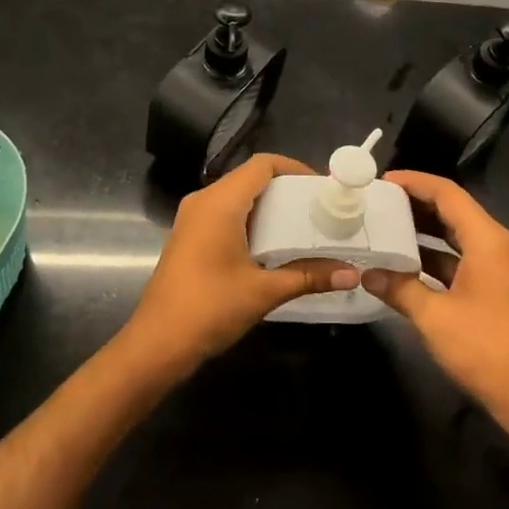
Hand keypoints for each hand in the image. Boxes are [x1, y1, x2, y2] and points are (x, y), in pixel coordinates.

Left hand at [123, 154, 357, 378]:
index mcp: (220, 202)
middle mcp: (203, 201)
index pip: (262, 165)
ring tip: (302, 225)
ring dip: (268, 206)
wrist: (157, 343)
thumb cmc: (210, 308)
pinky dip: (250, 219)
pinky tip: (271, 245)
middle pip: (249, 178)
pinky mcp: (188, 236)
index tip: (321, 188)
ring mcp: (192, 218)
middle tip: (318, 208)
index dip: (294, 168)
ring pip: (236, 196)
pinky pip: (223, 213)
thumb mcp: (264, 292)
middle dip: (285, 189)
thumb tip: (351, 273)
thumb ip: (308, 276)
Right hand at [361, 170, 508, 429]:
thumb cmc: (484, 350)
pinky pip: (461, 254)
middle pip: (453, 208)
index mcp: (487, 240)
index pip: (447, 193)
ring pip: (456, 232)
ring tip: (385, 224)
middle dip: (416, 202)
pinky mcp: (495, 284)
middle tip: (377, 202)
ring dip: (424, 228)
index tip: (381, 182)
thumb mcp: (433, 317)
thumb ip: (398, 287)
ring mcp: (498, 265)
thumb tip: (366, 272)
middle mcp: (496, 244)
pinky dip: (434, 252)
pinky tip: (405, 261)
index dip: (414, 183)